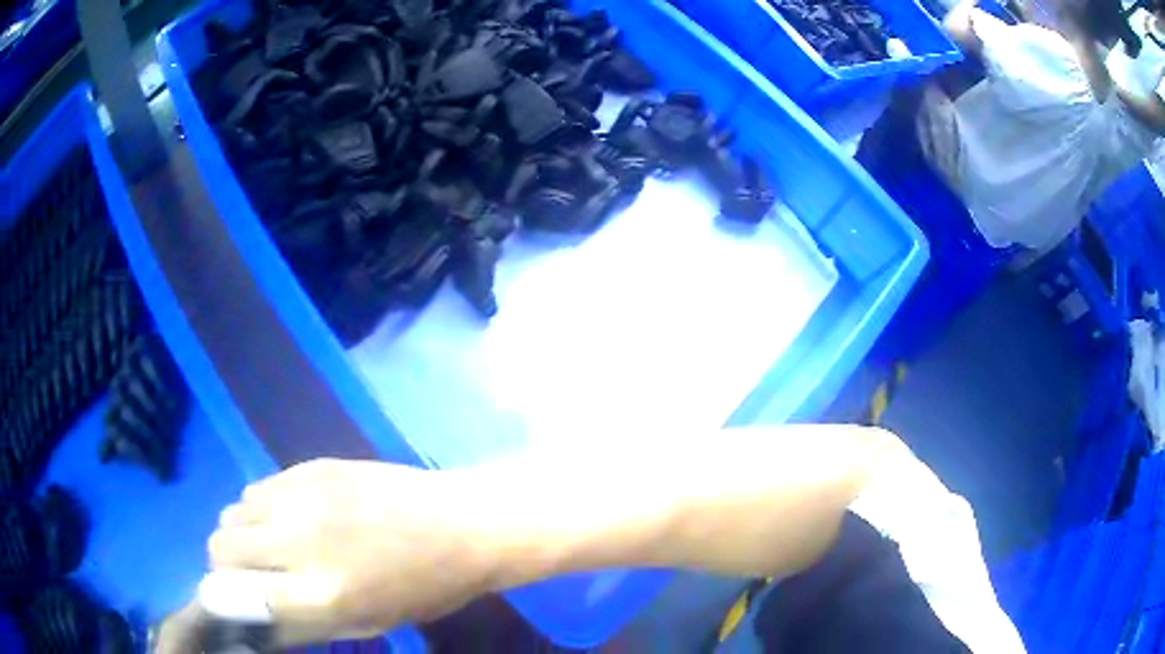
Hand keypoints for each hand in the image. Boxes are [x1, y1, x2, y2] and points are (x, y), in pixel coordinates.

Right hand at [207, 459, 505, 644]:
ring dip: (242, 533)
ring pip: (232, 512)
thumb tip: (255, 620)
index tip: (236, 601)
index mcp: (322, 594)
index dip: (229, 600)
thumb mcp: (367, 622)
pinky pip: (257, 489)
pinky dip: (261, 508)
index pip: (237, 594)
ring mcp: (303, 496)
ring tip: (273, 544)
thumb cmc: (425, 587)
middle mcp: (300, 541)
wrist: (462, 523)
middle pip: (221, 546)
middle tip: (254, 574)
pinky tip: (292, 517)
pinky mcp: (310, 466)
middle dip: (227, 565)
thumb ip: (304, 623)